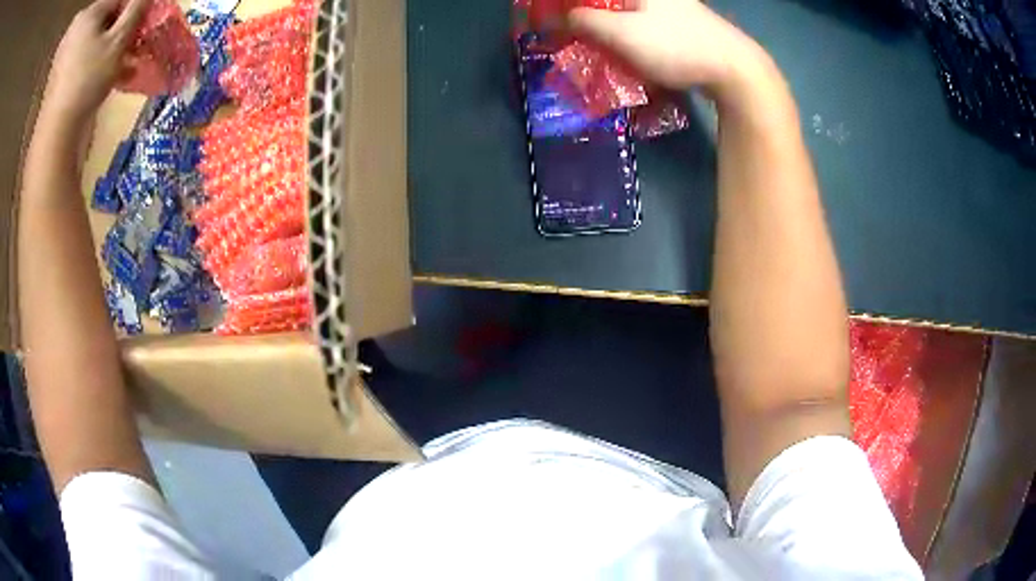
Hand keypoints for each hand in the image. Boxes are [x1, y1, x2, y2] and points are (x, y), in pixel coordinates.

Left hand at [42, 0, 149, 127]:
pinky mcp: (56, 75)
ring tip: (125, 68)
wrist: (55, 133)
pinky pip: (80, 59)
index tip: (145, 27)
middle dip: (120, 34)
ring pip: (93, 41)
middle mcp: (75, 27)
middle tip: (134, 49)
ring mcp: (62, 53)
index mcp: (89, 13)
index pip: (120, 0)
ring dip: (109, 52)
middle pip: (104, 21)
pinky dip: (93, 65)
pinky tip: (106, 78)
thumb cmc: (87, 80)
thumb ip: (137, 9)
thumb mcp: (119, 40)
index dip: (134, 12)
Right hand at [568, 0, 774, 99]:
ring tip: (597, 48)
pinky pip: (645, 24)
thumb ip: (585, 21)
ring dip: (608, 27)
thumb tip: (563, 18)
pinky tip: (628, 53)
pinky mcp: (683, 23)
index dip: (571, 7)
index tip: (559, 21)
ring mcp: (673, 6)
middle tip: (575, 36)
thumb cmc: (675, 45)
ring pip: (628, 13)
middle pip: (611, 3)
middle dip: (590, 18)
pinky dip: (631, 35)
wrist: (735, 71)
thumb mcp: (621, 33)